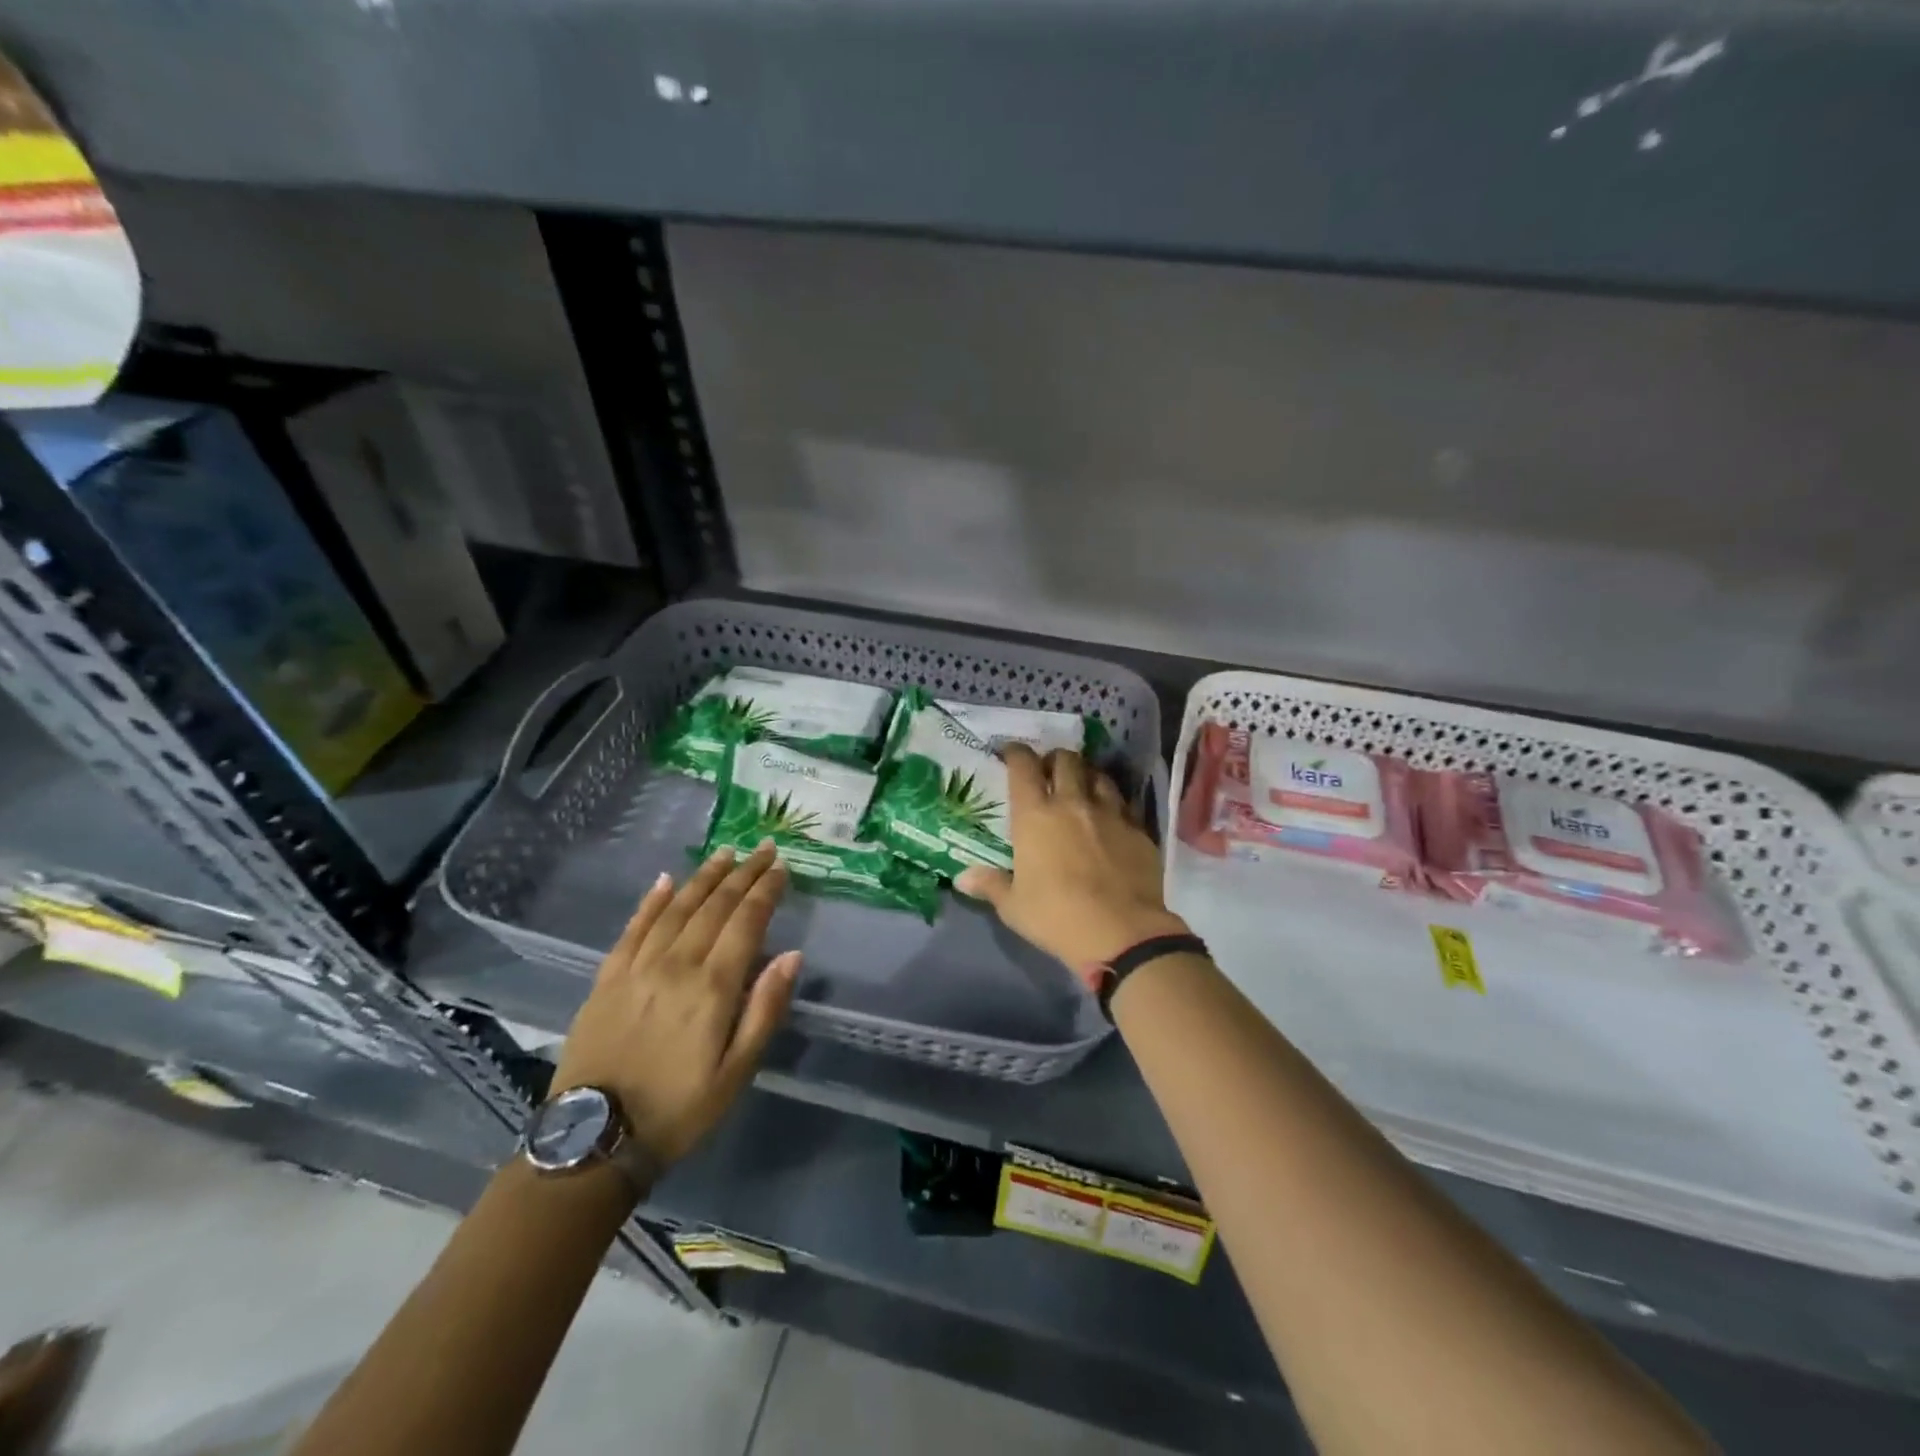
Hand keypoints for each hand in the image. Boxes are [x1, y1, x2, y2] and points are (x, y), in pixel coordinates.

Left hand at [551, 843, 798, 1166]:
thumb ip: (765, 1010)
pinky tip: (665, 880)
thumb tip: (792, 956)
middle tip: (762, 849)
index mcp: (712, 988)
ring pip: (676, 908)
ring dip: (704, 877)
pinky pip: (633, 927)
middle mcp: (676, 965)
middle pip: (714, 906)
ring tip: (725, 853)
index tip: (781, 868)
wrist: (594, 1141)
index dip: (765, 891)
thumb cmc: (679, 1109)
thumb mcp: (737, 1073)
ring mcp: (637, 968)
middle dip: (742, 874)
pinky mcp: (607, 978)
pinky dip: (651, 900)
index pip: (746, 922)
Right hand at [956, 745, 1188, 969]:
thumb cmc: (1056, 917)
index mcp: (1035, 816)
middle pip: (1066, 760)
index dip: (1016, 753)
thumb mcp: (1014, 906)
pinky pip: (1125, 803)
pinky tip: (1111, 816)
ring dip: (1086, 776)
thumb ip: (990, 885)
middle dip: (1054, 759)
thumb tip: (962, 878)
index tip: (1011, 753)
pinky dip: (1113, 802)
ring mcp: (1110, 813)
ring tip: (1081, 788)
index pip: (1023, 767)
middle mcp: (1072, 803)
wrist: (1121, 933)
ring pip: (1098, 775)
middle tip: (1048, 772)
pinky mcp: (1139, 829)